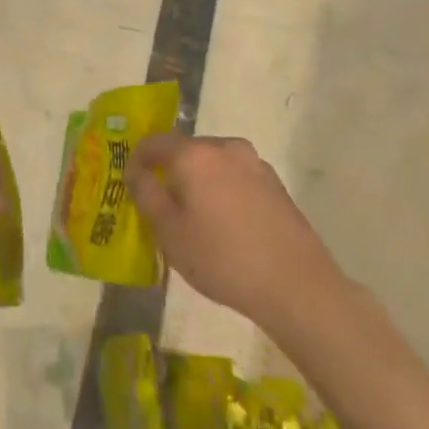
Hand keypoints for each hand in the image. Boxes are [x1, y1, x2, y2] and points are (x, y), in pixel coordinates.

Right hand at [130, 134, 336, 330]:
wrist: (296, 285)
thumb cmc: (222, 258)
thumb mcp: (170, 232)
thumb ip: (146, 194)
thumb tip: (136, 171)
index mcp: (194, 154)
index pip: (153, 143)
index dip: (137, 162)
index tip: (132, 188)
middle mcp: (224, 147)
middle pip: (185, 151)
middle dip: (169, 173)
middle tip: (163, 208)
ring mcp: (254, 163)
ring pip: (212, 164)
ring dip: (198, 182)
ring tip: (197, 220)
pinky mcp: (275, 183)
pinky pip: (235, 177)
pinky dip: (223, 191)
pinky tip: (227, 226)